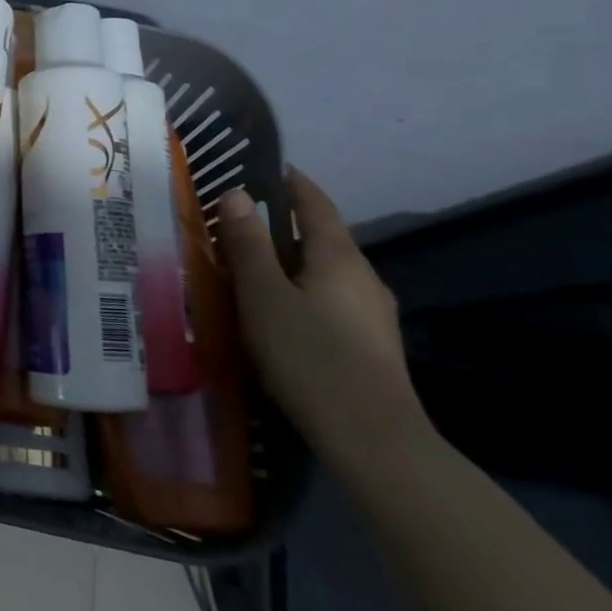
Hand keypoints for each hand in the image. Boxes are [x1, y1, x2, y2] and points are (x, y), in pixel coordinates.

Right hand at [214, 169, 427, 470]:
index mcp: (339, 256)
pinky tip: (280, 314)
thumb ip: (248, 244)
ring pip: (325, 272)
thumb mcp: (263, 296)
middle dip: (282, 225)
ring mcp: (372, 314)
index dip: (290, 182)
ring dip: (291, 262)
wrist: (374, 442)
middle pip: (321, 237)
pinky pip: (330, 300)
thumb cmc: (310, 357)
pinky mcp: (371, 346)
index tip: (263, 168)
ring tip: (250, 268)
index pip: (314, 202)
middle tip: (237, 223)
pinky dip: (302, 291)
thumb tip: (237, 194)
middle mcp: (363, 277)